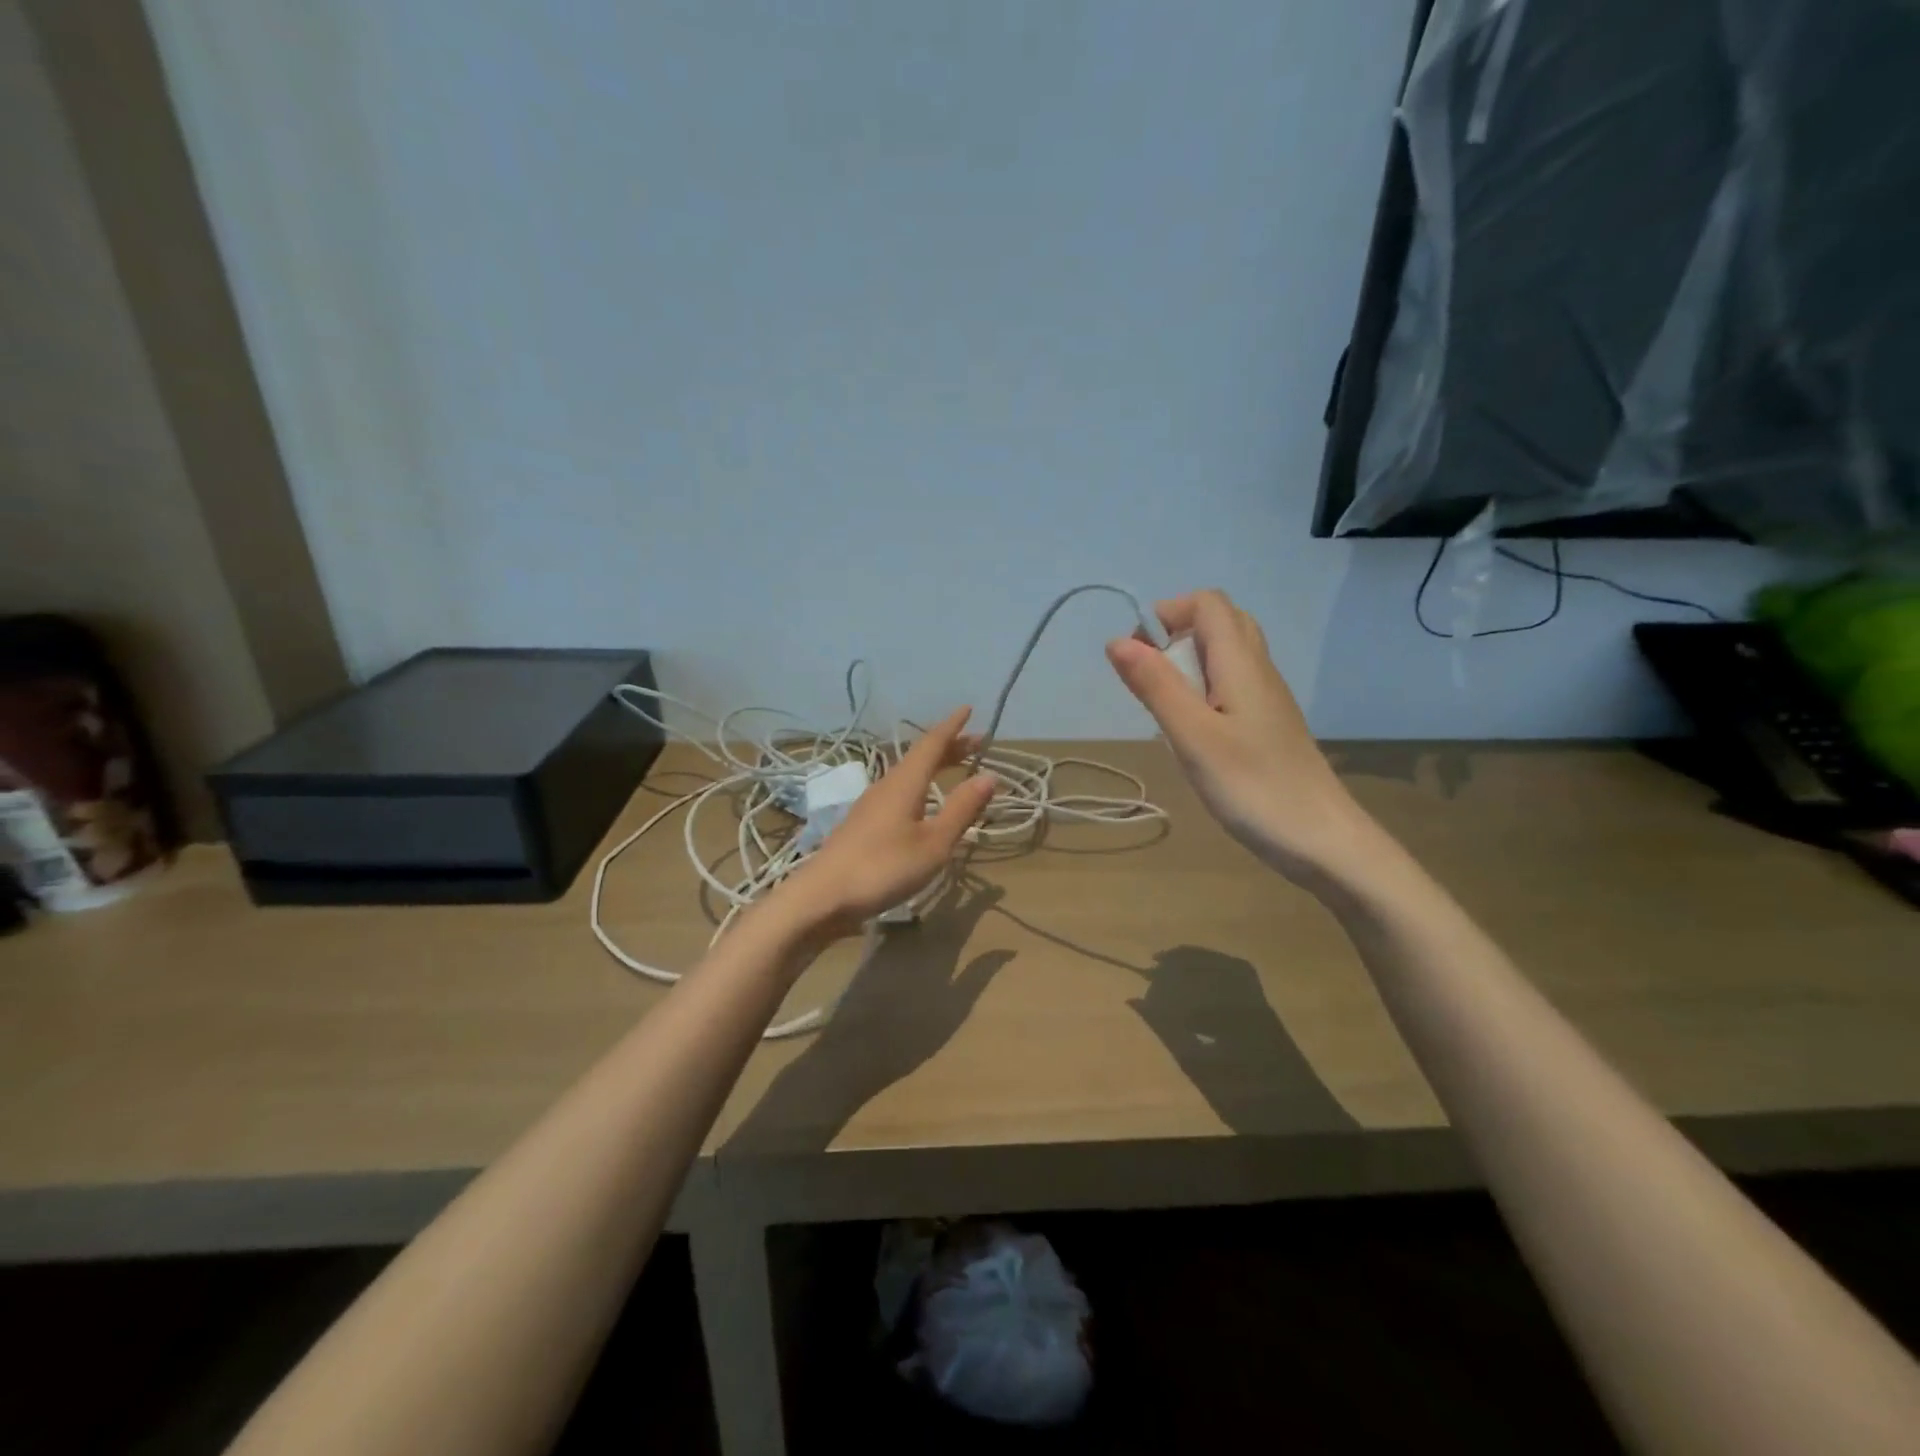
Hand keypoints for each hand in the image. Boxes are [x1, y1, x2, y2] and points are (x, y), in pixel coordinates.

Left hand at [775, 707, 996, 933]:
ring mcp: (870, 805)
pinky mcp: (862, 825)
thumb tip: (989, 775)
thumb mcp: (934, 843)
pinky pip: (898, 792)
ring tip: (953, 769)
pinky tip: (923, 804)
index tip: (968, 709)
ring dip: (933, 767)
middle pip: (919, 757)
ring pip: (907, 775)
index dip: (952, 727)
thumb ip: (961, 809)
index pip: (932, 744)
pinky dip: (919, 787)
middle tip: (975, 743)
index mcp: (905, 783)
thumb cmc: (884, 867)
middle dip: (948, 748)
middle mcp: (886, 786)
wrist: (822, 896)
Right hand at [1106, 590, 1366, 882]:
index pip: (1208, 603)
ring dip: (1189, 666)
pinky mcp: (1267, 726)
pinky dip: (1203, 692)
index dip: (1168, 613)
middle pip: (1220, 623)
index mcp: (1241, 663)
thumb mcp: (1193, 737)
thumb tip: (1117, 641)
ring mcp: (1267, 699)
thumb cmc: (1253, 786)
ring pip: (1227, 656)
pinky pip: (1232, 686)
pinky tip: (1192, 733)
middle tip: (1150, 677)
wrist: (1322, 841)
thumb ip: (1156, 686)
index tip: (1138, 653)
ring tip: (1166, 707)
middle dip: (1177, 635)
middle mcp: (1258, 670)